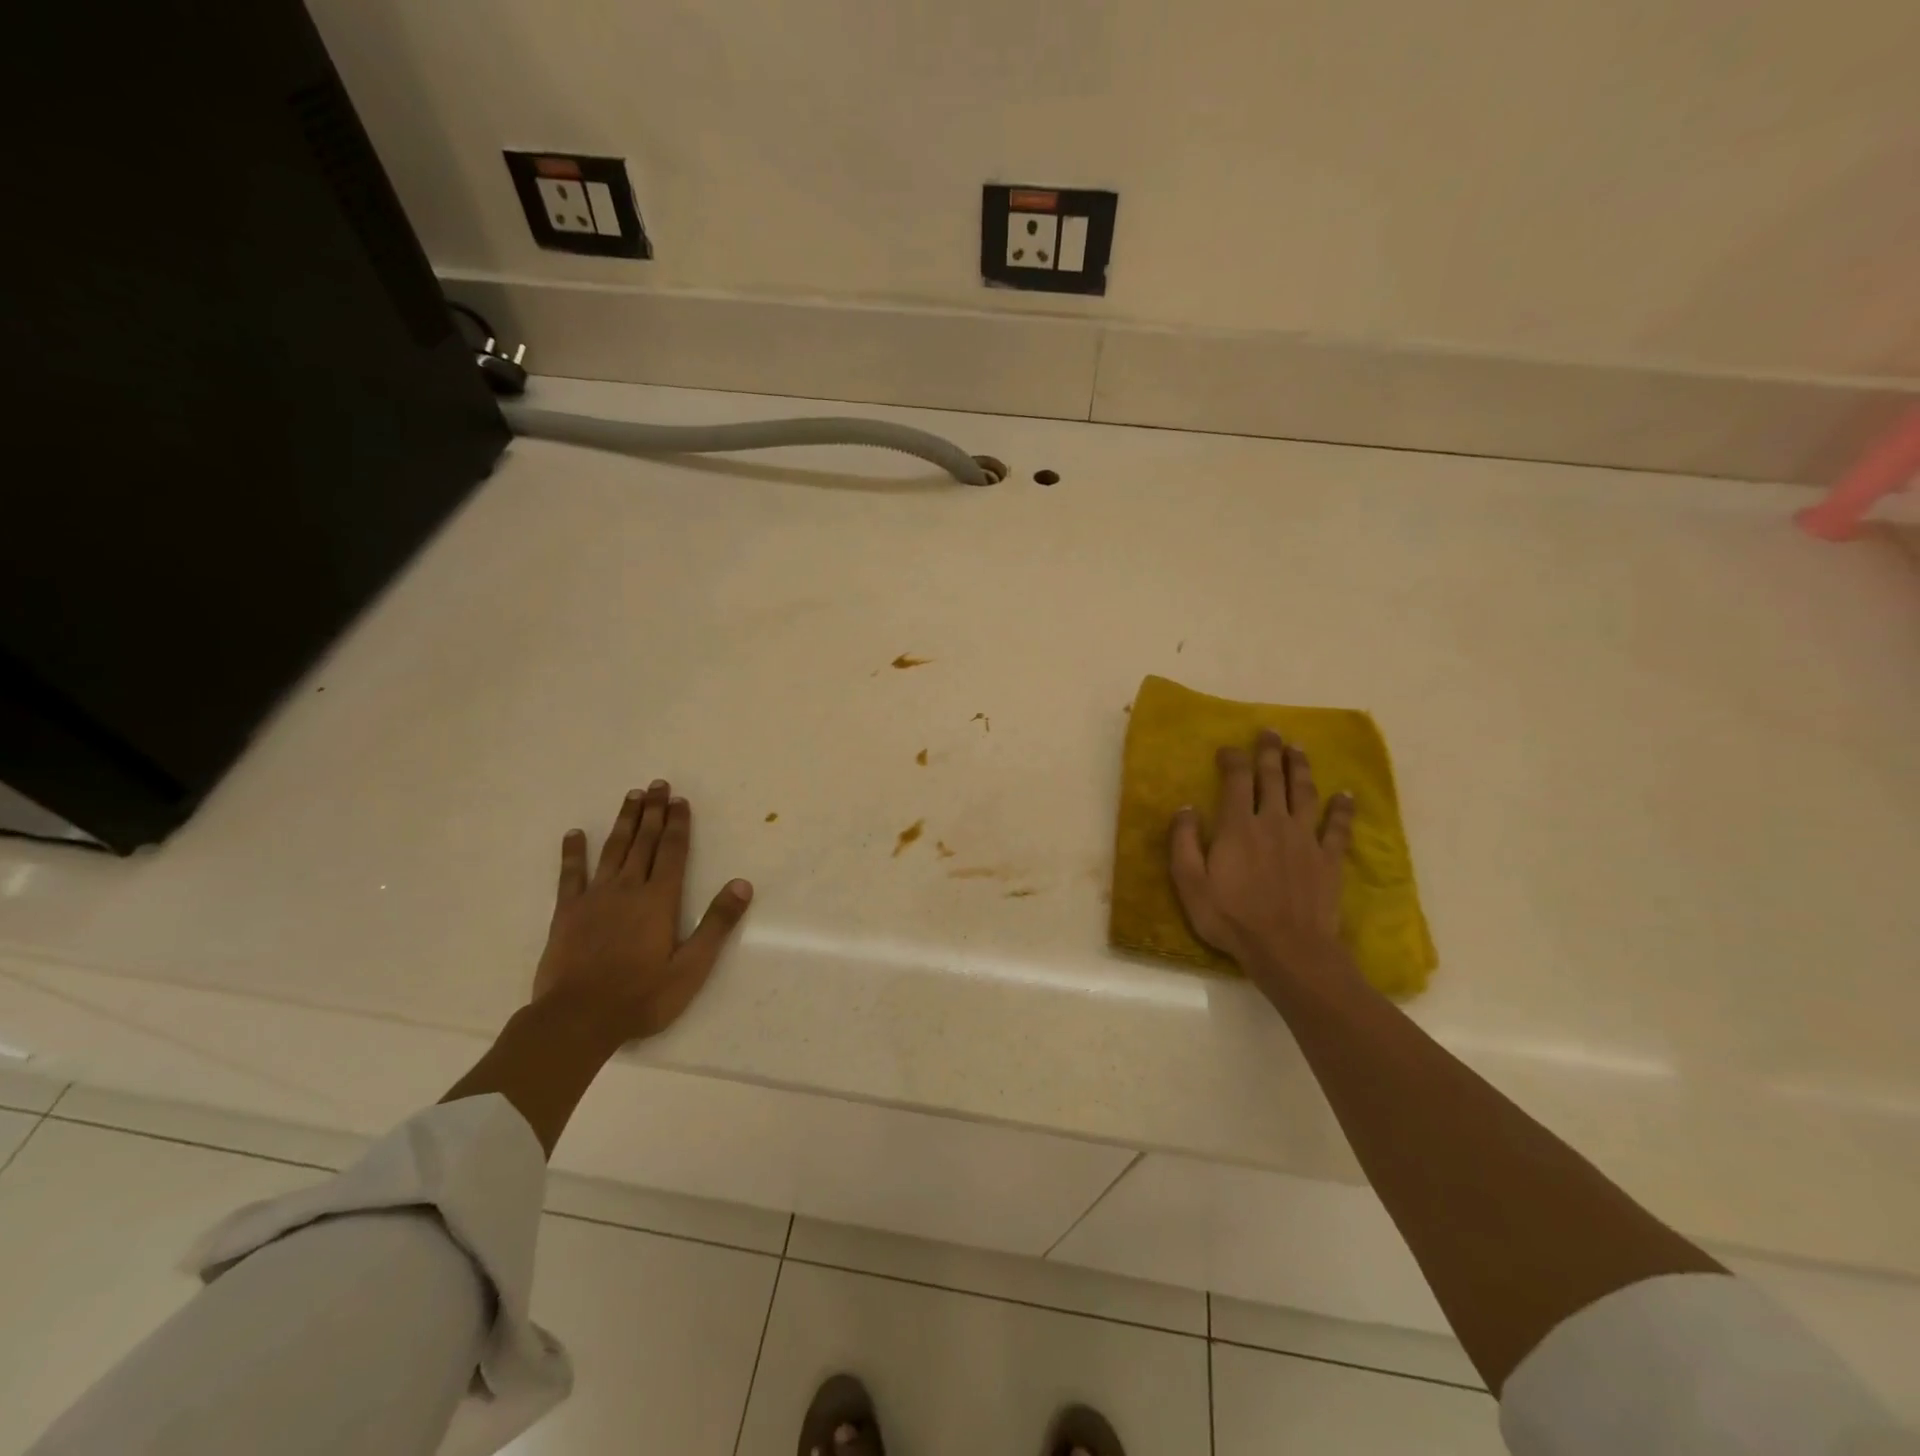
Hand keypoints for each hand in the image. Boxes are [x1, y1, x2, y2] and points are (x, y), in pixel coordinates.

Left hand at [532, 781, 752, 1045]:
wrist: (577, 1019)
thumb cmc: (641, 996)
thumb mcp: (691, 967)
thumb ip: (716, 924)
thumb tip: (742, 884)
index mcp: (659, 900)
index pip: (672, 851)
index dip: (677, 824)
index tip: (680, 800)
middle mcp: (628, 889)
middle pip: (643, 842)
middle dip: (653, 812)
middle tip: (657, 785)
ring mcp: (594, 898)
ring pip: (612, 849)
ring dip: (624, 822)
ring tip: (631, 796)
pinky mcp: (567, 912)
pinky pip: (570, 875)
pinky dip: (573, 852)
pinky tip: (575, 834)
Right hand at [1169, 731, 1355, 989]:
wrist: (1288, 949)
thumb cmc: (1231, 918)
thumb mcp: (1190, 883)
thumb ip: (1184, 842)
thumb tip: (1185, 807)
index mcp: (1238, 826)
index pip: (1236, 780)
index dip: (1233, 759)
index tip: (1228, 747)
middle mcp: (1273, 822)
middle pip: (1273, 778)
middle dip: (1270, 752)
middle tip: (1270, 732)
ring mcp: (1305, 839)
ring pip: (1304, 793)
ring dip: (1301, 767)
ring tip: (1299, 748)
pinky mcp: (1328, 859)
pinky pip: (1337, 827)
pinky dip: (1342, 808)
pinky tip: (1346, 794)